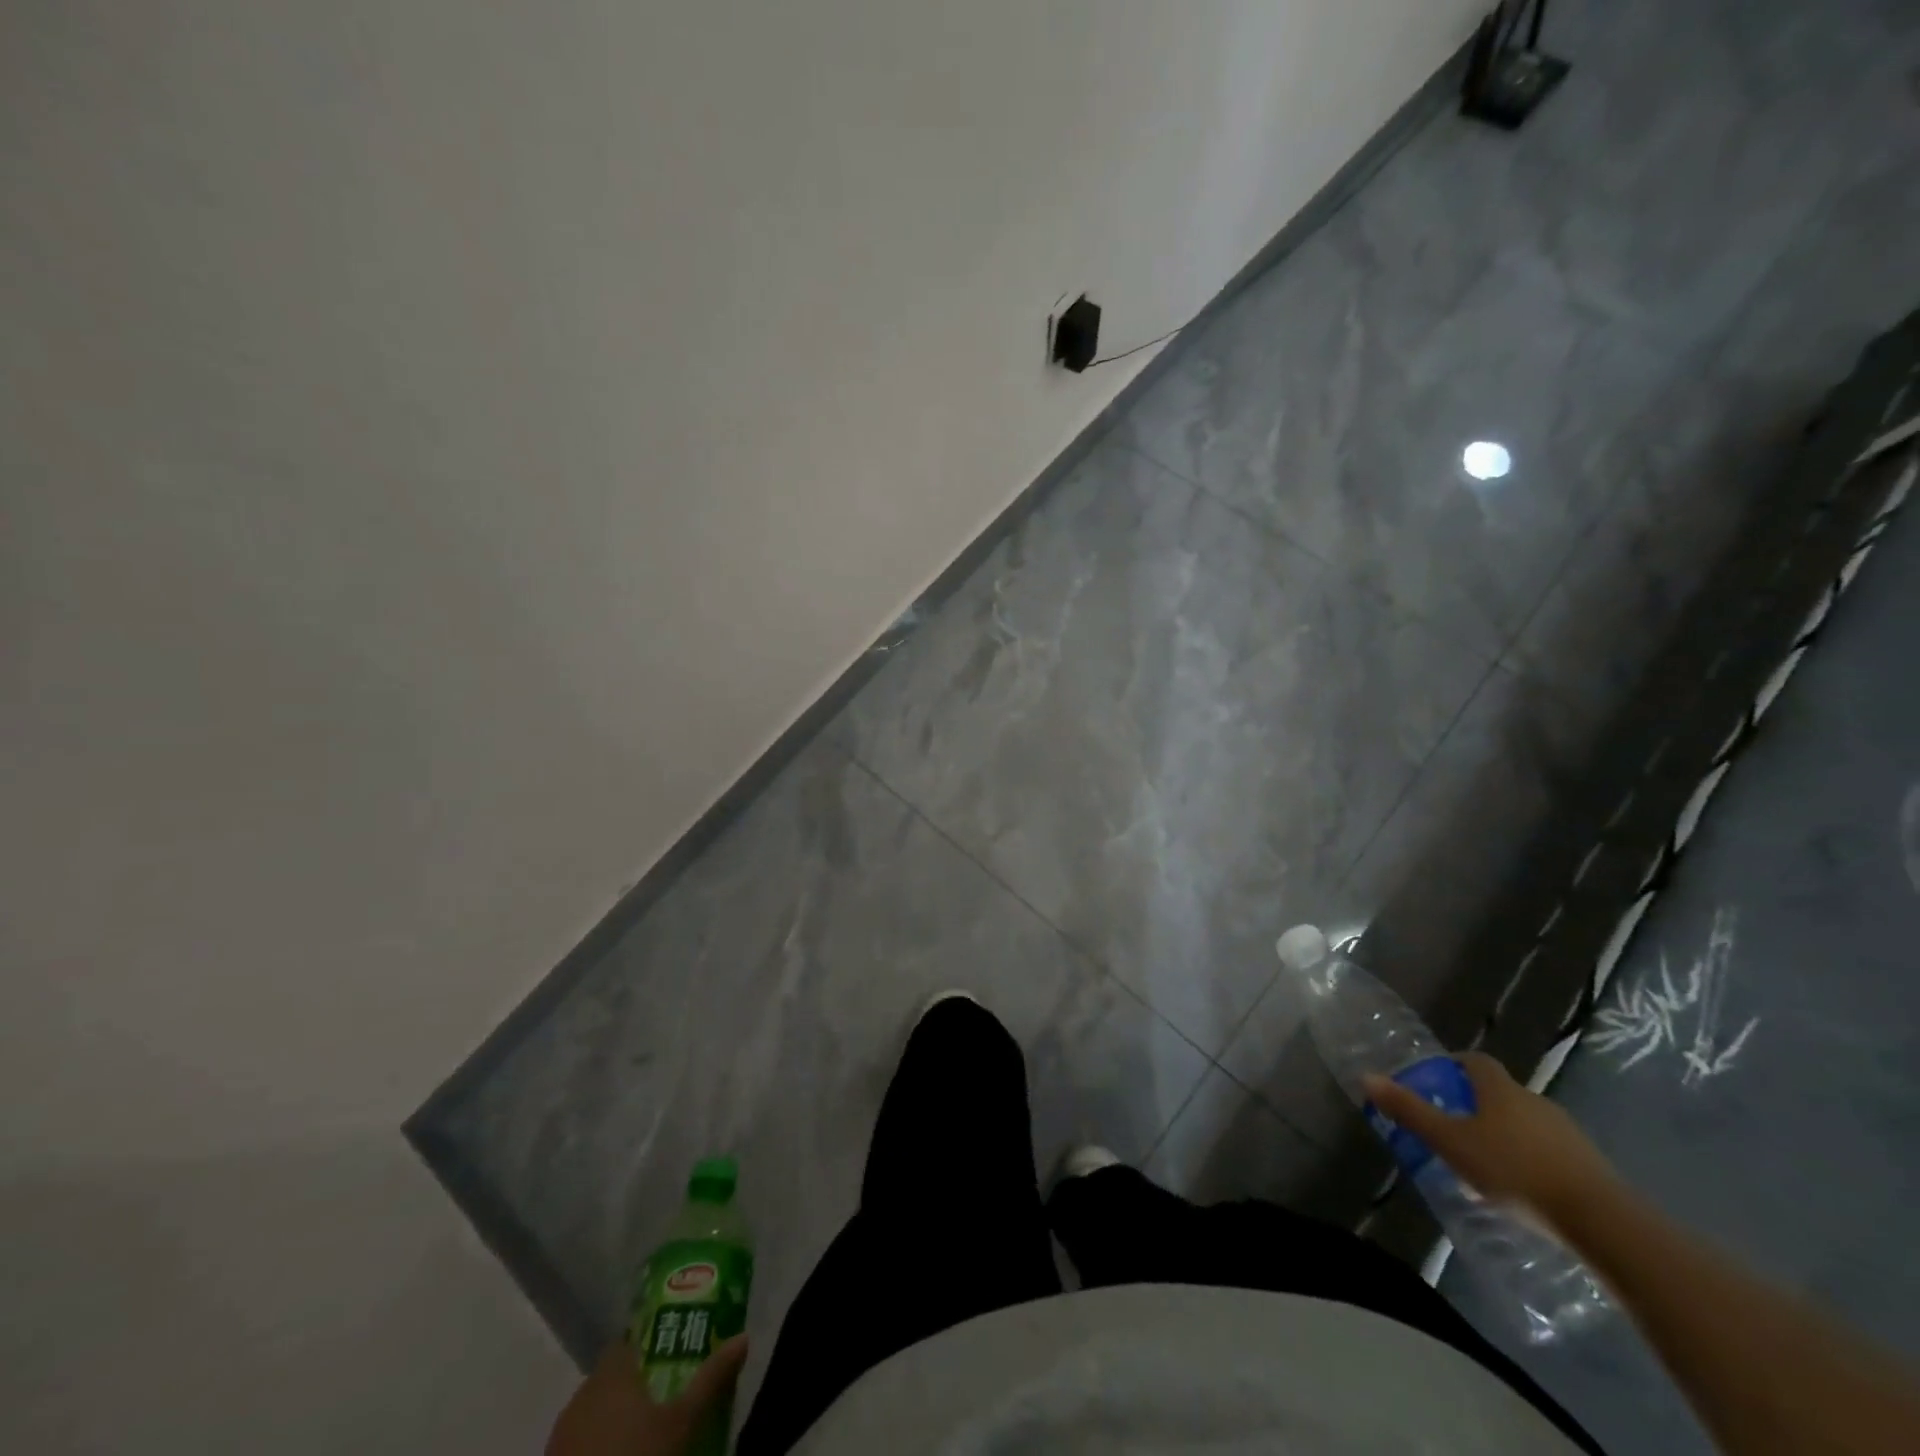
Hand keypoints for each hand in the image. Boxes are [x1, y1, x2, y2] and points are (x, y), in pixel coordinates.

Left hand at [546, 1337, 748, 1455]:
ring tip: (647, 1429)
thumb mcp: (683, 1421)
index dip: (651, 1341)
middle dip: (637, 1380)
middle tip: (668, 1391)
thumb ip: (711, 1377)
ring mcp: (560, 1436)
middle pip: (612, 1374)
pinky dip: (598, 1443)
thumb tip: (744, 1336)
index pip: (628, 1339)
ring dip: (616, 1415)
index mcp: (610, 1374)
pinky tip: (621, 1455)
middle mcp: (580, 1395)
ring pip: (594, 1410)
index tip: (675, 1350)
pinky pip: (580, 1442)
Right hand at [1363, 1052, 1620, 1232]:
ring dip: (1505, 1136)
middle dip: (1476, 1106)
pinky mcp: (1590, 1165)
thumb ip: (1409, 1111)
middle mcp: (1534, 1100)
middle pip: (1500, 1093)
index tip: (1437, 1082)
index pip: (1474, 1061)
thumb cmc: (1513, 1170)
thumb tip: (1367, 1077)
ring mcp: (1567, 1133)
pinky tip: (1522, 1190)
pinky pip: (1550, 1152)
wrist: (1601, 1220)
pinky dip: (1531, 1161)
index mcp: (1499, 1088)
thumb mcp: (1450, 1142)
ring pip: (1526, 1124)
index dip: (1454, 1065)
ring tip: (1485, 1165)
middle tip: (1453, 1129)